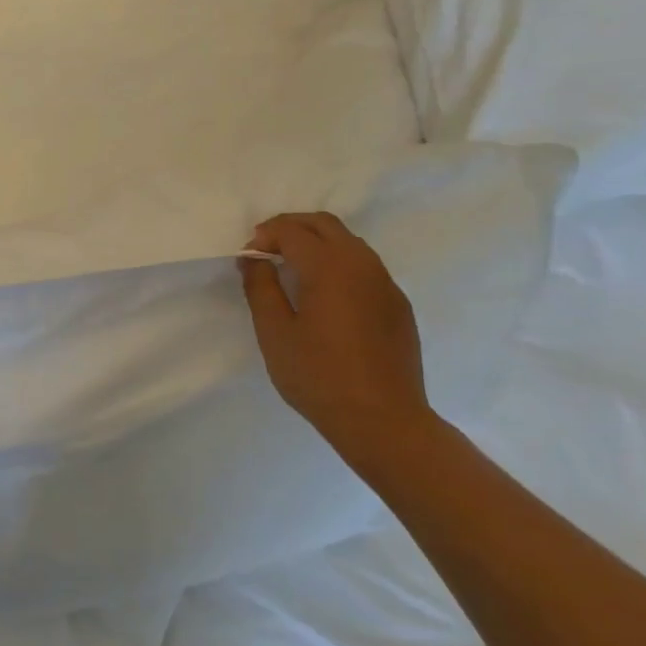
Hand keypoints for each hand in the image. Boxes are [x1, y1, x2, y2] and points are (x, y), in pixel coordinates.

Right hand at [239, 212, 433, 452]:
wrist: (382, 420)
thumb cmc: (318, 376)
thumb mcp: (274, 333)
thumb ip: (261, 288)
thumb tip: (254, 259)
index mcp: (329, 268)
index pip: (293, 231)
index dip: (265, 236)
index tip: (248, 258)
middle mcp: (363, 265)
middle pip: (325, 225)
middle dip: (291, 227)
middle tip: (266, 249)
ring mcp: (385, 284)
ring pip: (349, 242)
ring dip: (316, 243)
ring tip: (291, 268)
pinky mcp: (397, 304)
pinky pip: (365, 266)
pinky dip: (337, 262)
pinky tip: (323, 294)